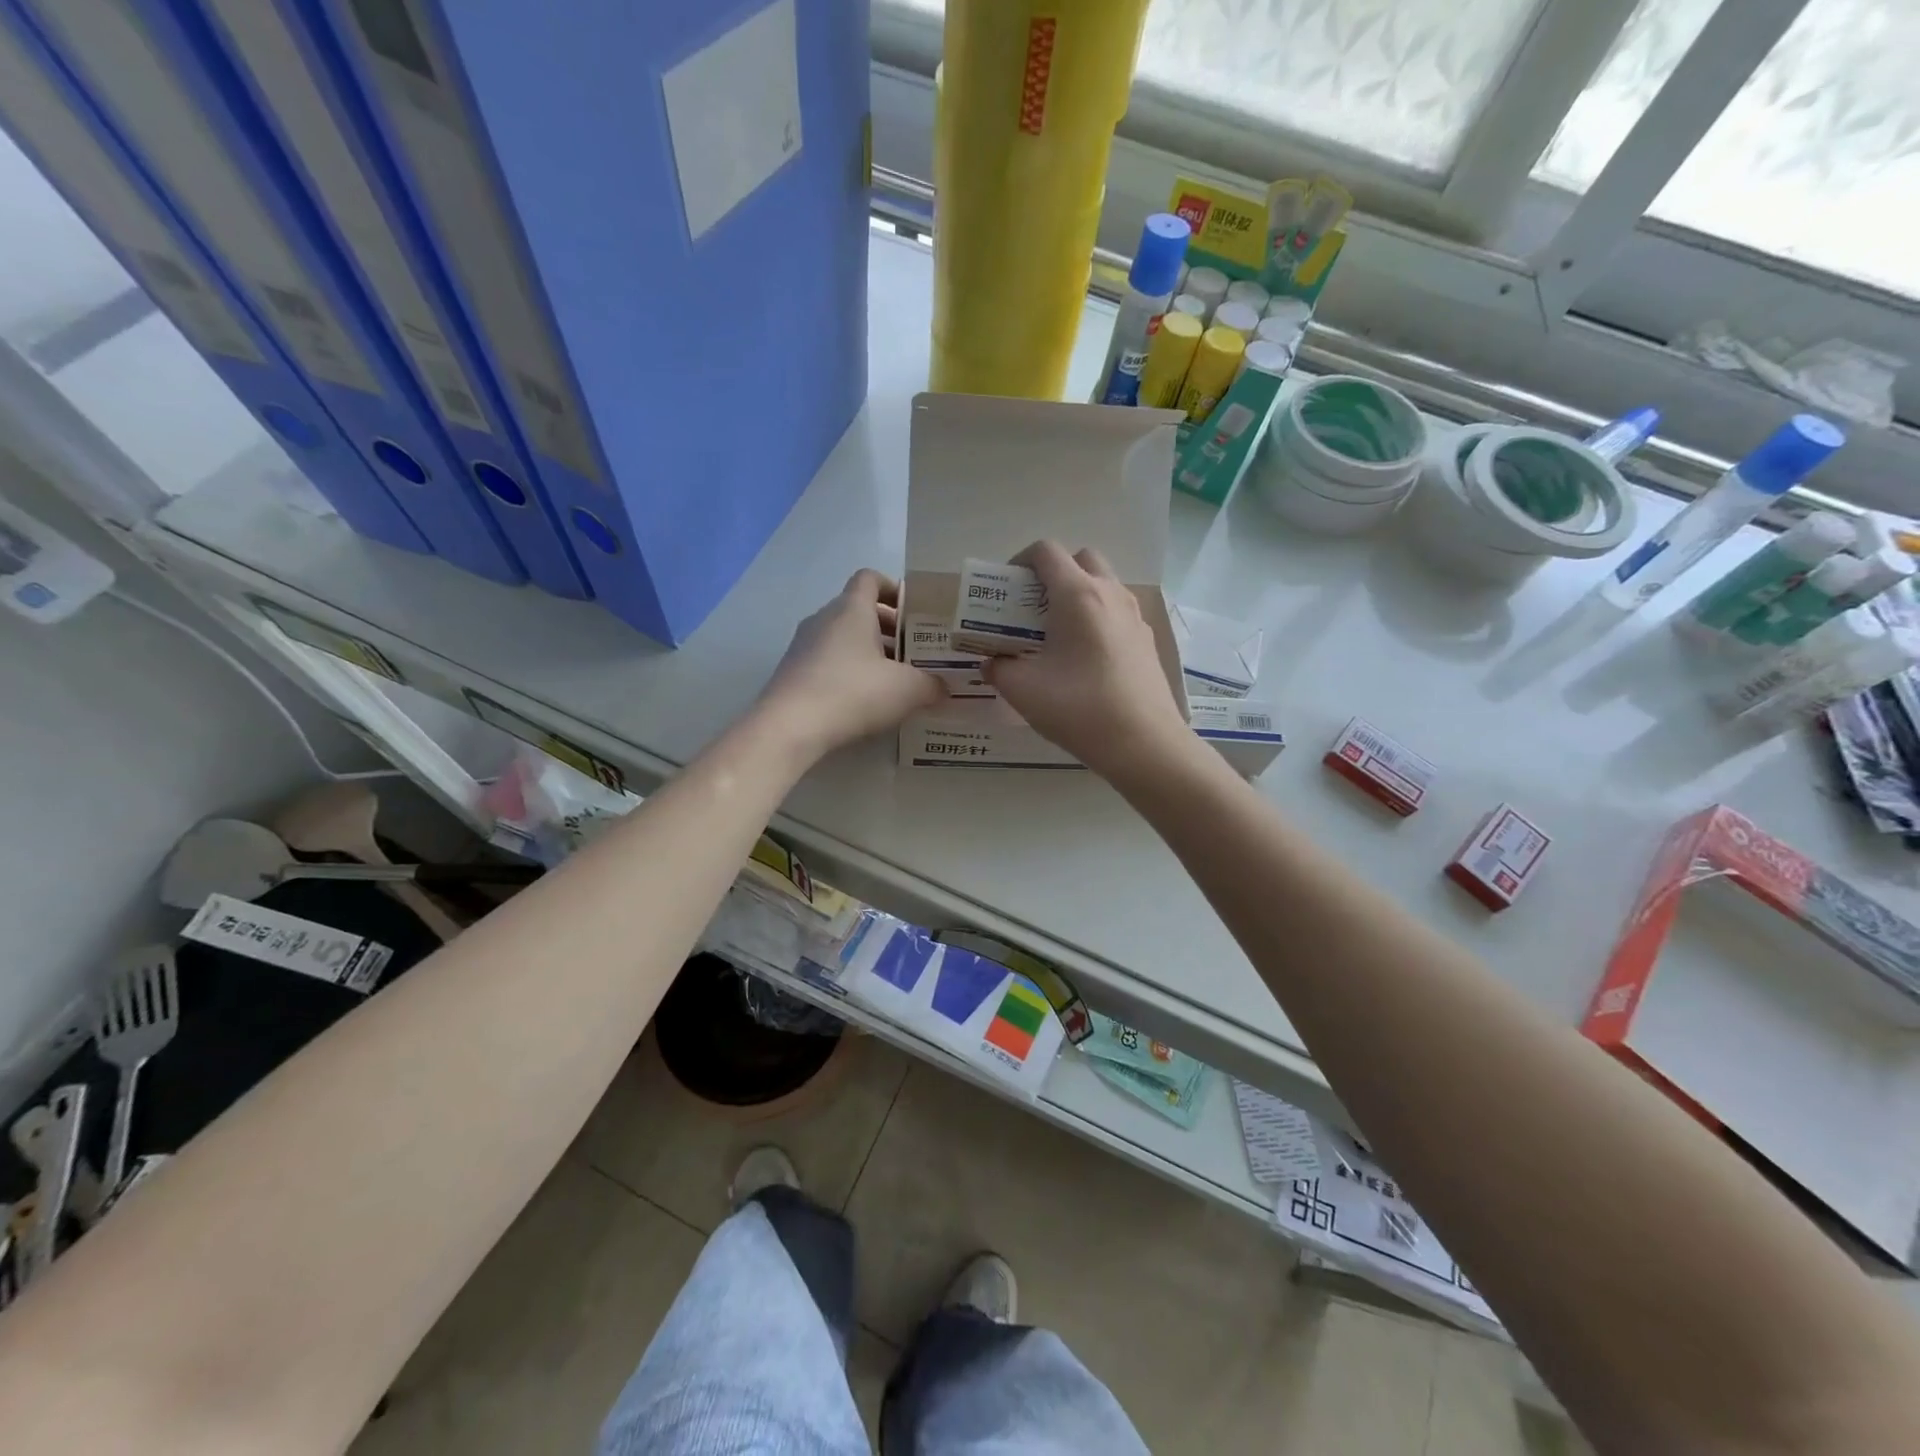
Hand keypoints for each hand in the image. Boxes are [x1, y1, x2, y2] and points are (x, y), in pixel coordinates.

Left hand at [758, 569, 946, 760]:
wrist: (789, 727)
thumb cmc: (853, 692)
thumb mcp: (907, 690)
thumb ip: (932, 684)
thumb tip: (945, 688)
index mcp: (851, 608)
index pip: (870, 578)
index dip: (894, 589)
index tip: (916, 612)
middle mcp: (824, 618)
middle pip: (859, 610)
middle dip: (889, 627)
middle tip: (915, 651)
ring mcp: (803, 645)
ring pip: (843, 637)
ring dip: (869, 652)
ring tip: (895, 679)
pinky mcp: (794, 672)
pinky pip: (828, 661)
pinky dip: (849, 671)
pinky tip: (866, 700)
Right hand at [985, 541, 1193, 781]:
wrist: (1143, 743)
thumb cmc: (1078, 708)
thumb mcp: (1022, 690)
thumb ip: (998, 669)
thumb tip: (991, 663)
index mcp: (1078, 594)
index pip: (1046, 551)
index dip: (1020, 561)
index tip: (1006, 589)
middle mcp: (1110, 594)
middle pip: (1080, 559)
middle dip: (1053, 574)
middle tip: (1033, 608)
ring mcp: (1134, 616)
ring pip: (1103, 585)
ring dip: (1077, 596)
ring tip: (1056, 635)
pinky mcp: (1146, 640)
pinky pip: (1116, 613)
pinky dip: (1096, 619)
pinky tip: (1084, 659)